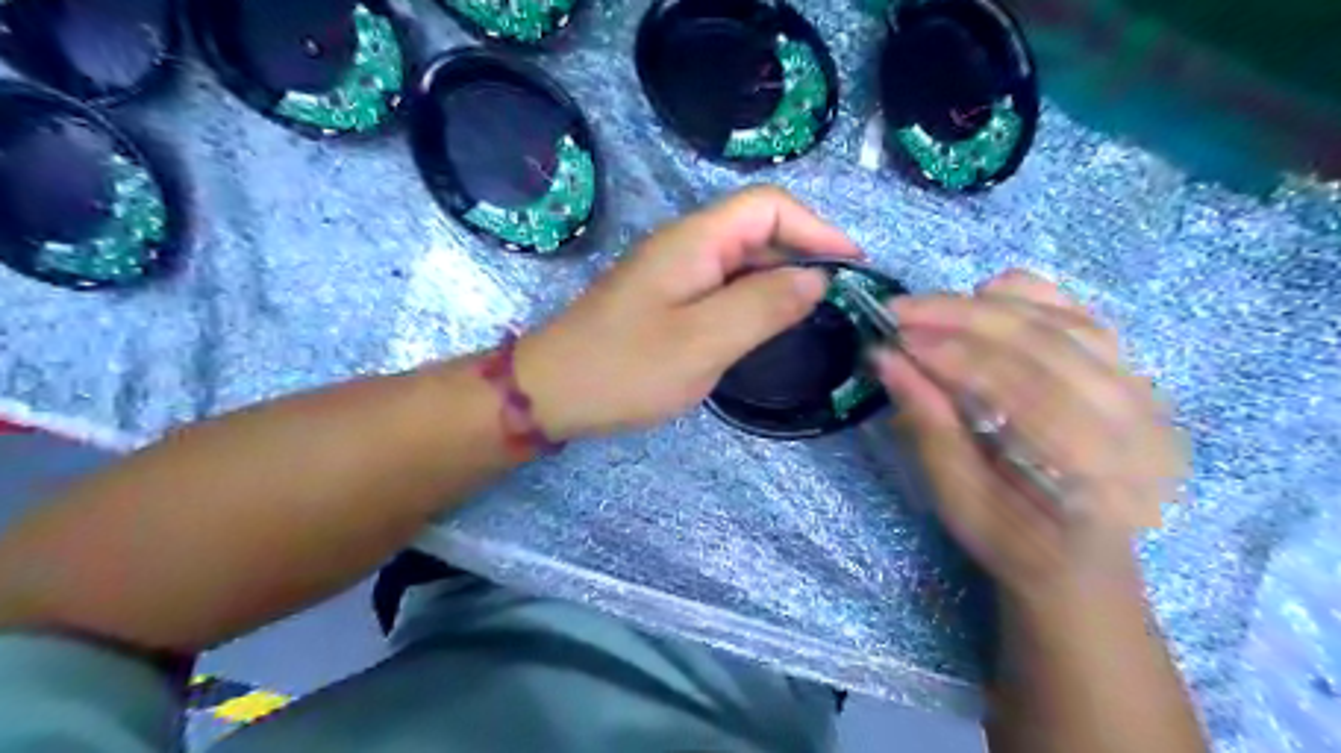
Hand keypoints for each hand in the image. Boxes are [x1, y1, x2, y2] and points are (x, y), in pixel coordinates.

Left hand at [514, 185, 857, 440]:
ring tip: (815, 317)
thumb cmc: (626, 367)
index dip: (817, 228)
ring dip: (781, 281)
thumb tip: (816, 278)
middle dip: (804, 256)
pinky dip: (754, 301)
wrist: (553, 391)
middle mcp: (687, 245)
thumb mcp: (703, 341)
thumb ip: (764, 305)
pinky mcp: (669, 298)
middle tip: (841, 301)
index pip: (769, 207)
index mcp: (695, 240)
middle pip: (758, 231)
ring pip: (743, 262)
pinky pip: (723, 287)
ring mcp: (675, 272)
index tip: (853, 267)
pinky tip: (768, 329)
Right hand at [884, 269, 1182, 606]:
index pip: (1019, 387)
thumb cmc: (1013, 541)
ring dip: (990, 305)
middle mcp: (1134, 423)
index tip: (894, 338)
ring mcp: (1144, 396)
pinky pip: (1083, 319)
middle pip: (1044, 343)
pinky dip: (1033, 300)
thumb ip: (926, 423)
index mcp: (1092, 470)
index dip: (951, 354)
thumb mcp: (958, 497)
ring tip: (932, 306)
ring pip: (1063, 322)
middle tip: (901, 309)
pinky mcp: (1136, 378)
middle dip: (962, 317)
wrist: (1083, 562)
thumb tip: (885, 359)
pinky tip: (987, 297)